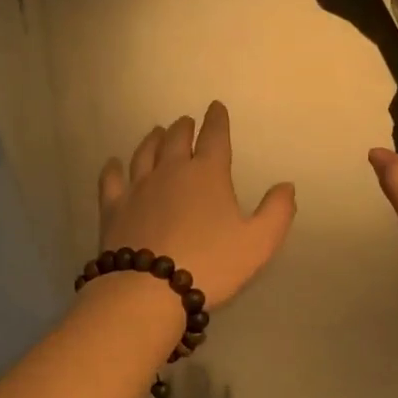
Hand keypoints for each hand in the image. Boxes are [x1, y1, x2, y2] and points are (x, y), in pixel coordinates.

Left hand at [96, 101, 295, 307]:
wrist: (149, 289)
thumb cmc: (211, 264)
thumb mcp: (258, 243)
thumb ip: (276, 212)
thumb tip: (286, 186)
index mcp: (207, 174)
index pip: (214, 137)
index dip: (217, 120)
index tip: (216, 108)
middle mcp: (170, 171)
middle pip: (176, 139)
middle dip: (184, 128)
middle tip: (186, 122)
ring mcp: (138, 187)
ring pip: (145, 153)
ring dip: (153, 139)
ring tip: (157, 132)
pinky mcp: (113, 208)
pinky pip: (111, 179)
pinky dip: (113, 168)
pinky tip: (113, 163)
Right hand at [137, 366, 231, 397]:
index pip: (175, 389)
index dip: (176, 375)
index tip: (175, 364)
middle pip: (194, 387)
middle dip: (193, 373)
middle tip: (192, 361)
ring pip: (210, 394)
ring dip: (208, 379)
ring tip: (206, 367)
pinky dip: (226, 396)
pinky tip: (226, 385)